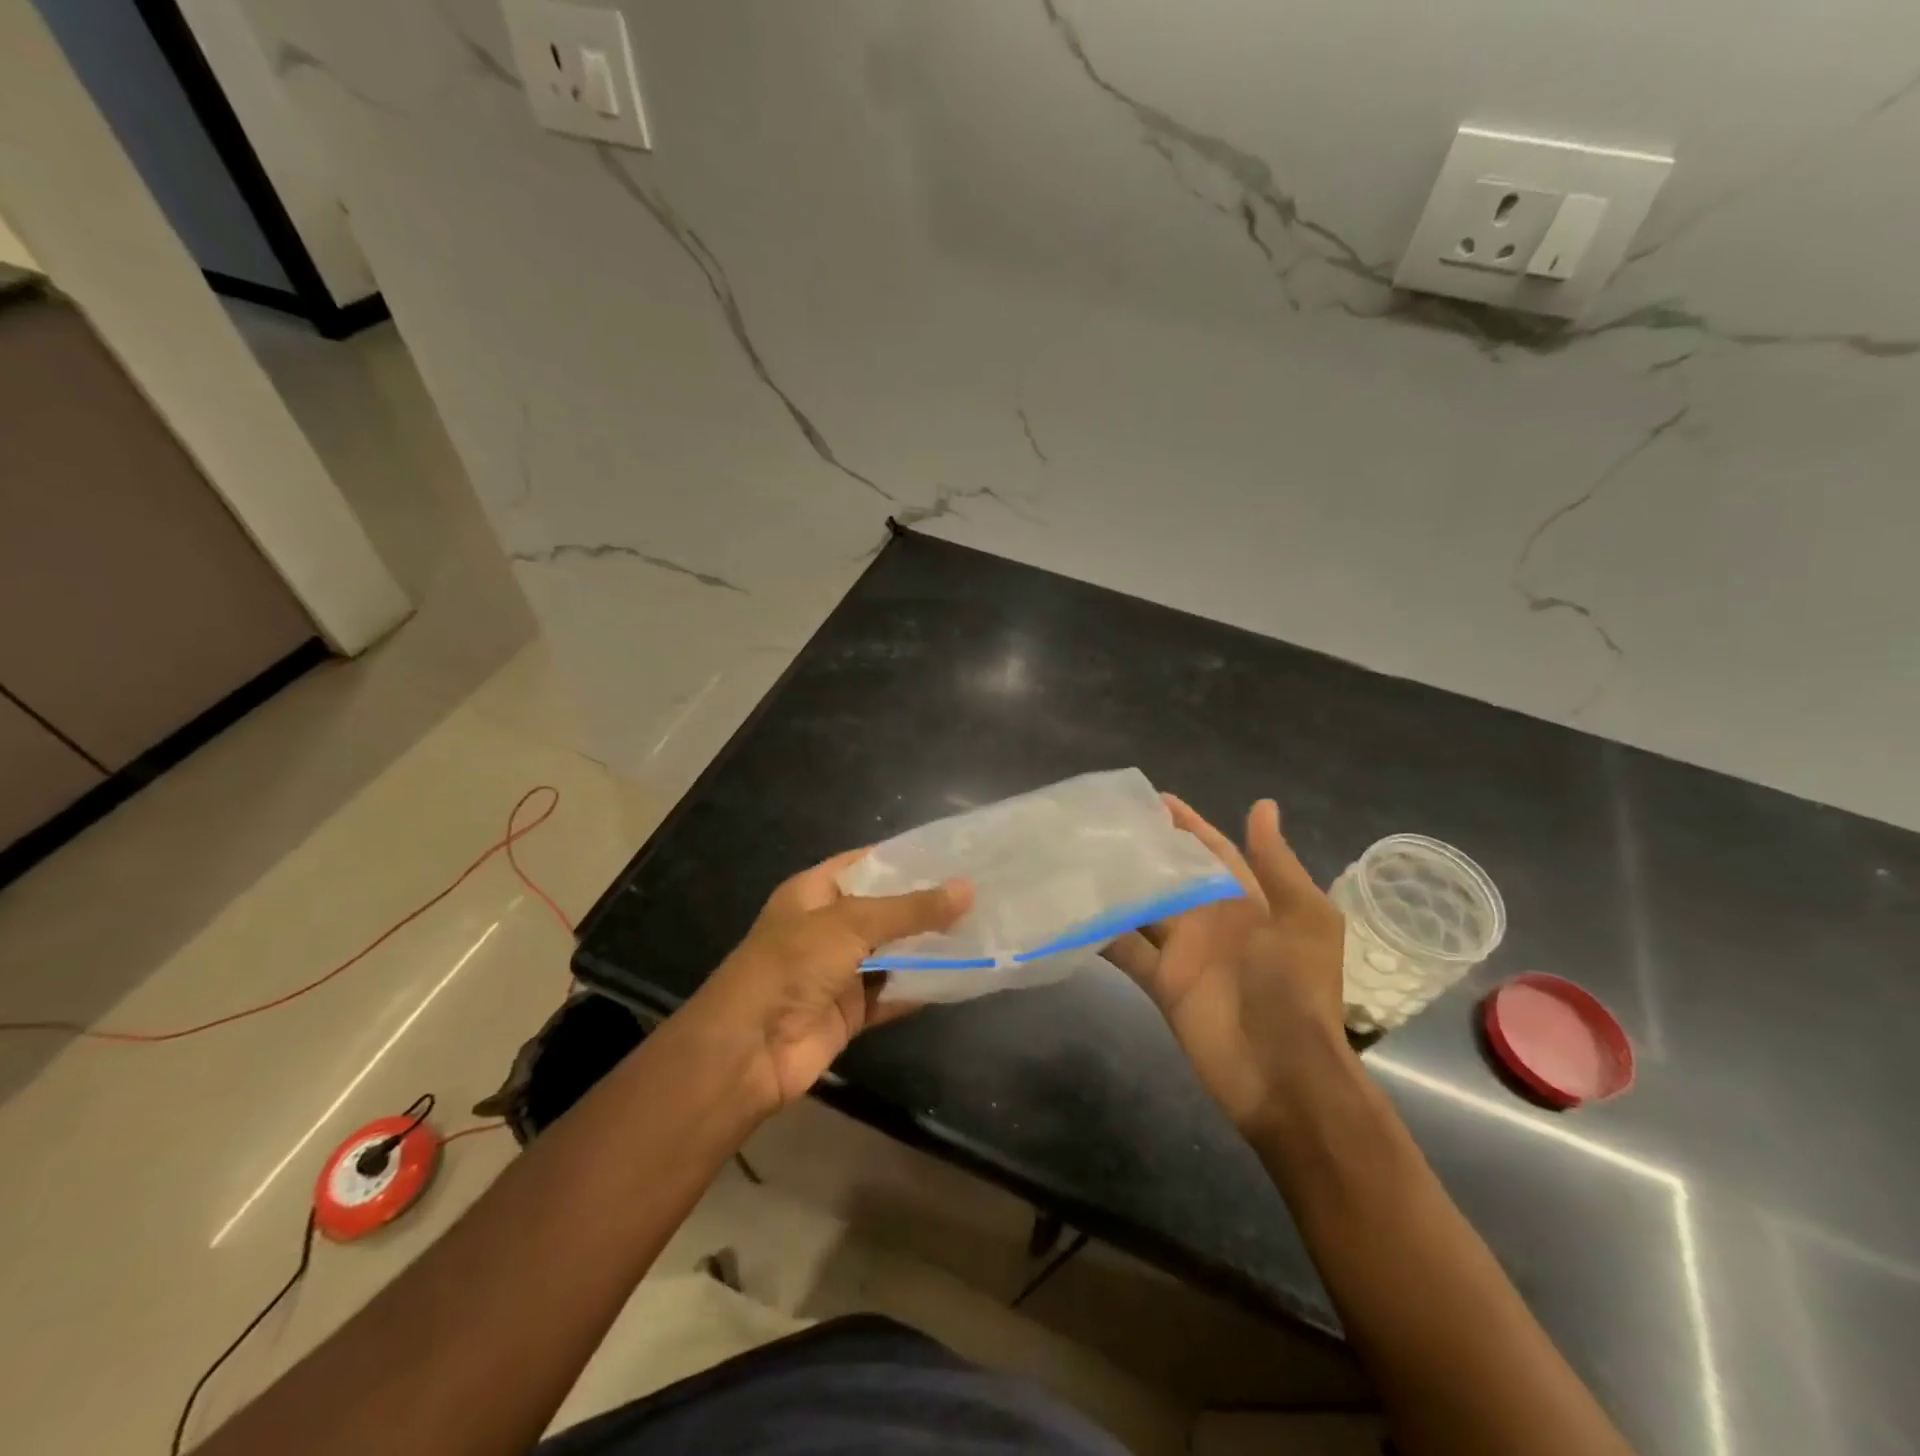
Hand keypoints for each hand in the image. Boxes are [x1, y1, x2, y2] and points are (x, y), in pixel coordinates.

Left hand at [686, 850, 972, 1108]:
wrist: (748, 1050)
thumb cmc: (792, 965)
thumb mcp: (851, 924)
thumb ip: (910, 909)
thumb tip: (967, 889)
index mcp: (814, 892)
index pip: (866, 863)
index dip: (905, 858)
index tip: (953, 854)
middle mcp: (827, 927)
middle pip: (884, 909)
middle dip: (926, 904)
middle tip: (980, 892)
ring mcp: (839, 970)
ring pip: (893, 952)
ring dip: (928, 946)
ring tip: (982, 928)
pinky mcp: (851, 1011)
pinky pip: (893, 993)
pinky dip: (921, 987)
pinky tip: (961, 976)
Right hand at [1104, 797, 1350, 1131]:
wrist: (1285, 1072)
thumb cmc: (1298, 987)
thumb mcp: (1304, 919)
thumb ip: (1276, 865)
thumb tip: (1262, 806)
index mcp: (1247, 901)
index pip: (1212, 851)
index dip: (1188, 825)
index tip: (1155, 798)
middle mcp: (1211, 919)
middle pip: (1170, 875)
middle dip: (1143, 850)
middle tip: (1100, 821)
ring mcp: (1183, 951)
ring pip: (1142, 908)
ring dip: (1116, 885)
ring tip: (1078, 854)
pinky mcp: (1161, 982)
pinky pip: (1126, 949)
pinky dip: (1101, 932)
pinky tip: (1071, 909)